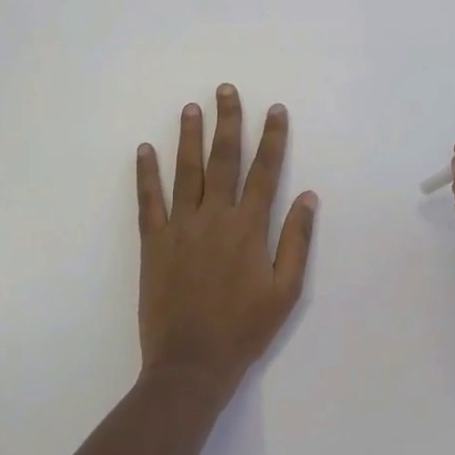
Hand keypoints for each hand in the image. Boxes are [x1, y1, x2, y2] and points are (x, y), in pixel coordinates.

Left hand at [135, 85, 317, 398]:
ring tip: (192, 107)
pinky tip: (145, 150)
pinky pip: (149, 201)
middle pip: (224, 159)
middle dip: (228, 122)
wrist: (191, 364)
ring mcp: (180, 227)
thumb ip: (297, 240)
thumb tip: (309, 197)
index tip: (275, 109)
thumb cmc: (245, 329)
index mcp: (249, 227)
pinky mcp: (153, 243)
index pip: (265, 171)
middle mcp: (215, 217)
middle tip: (226, 90)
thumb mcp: (286, 290)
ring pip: (186, 171)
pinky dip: (146, 174)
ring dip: (190, 137)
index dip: (272, 138)